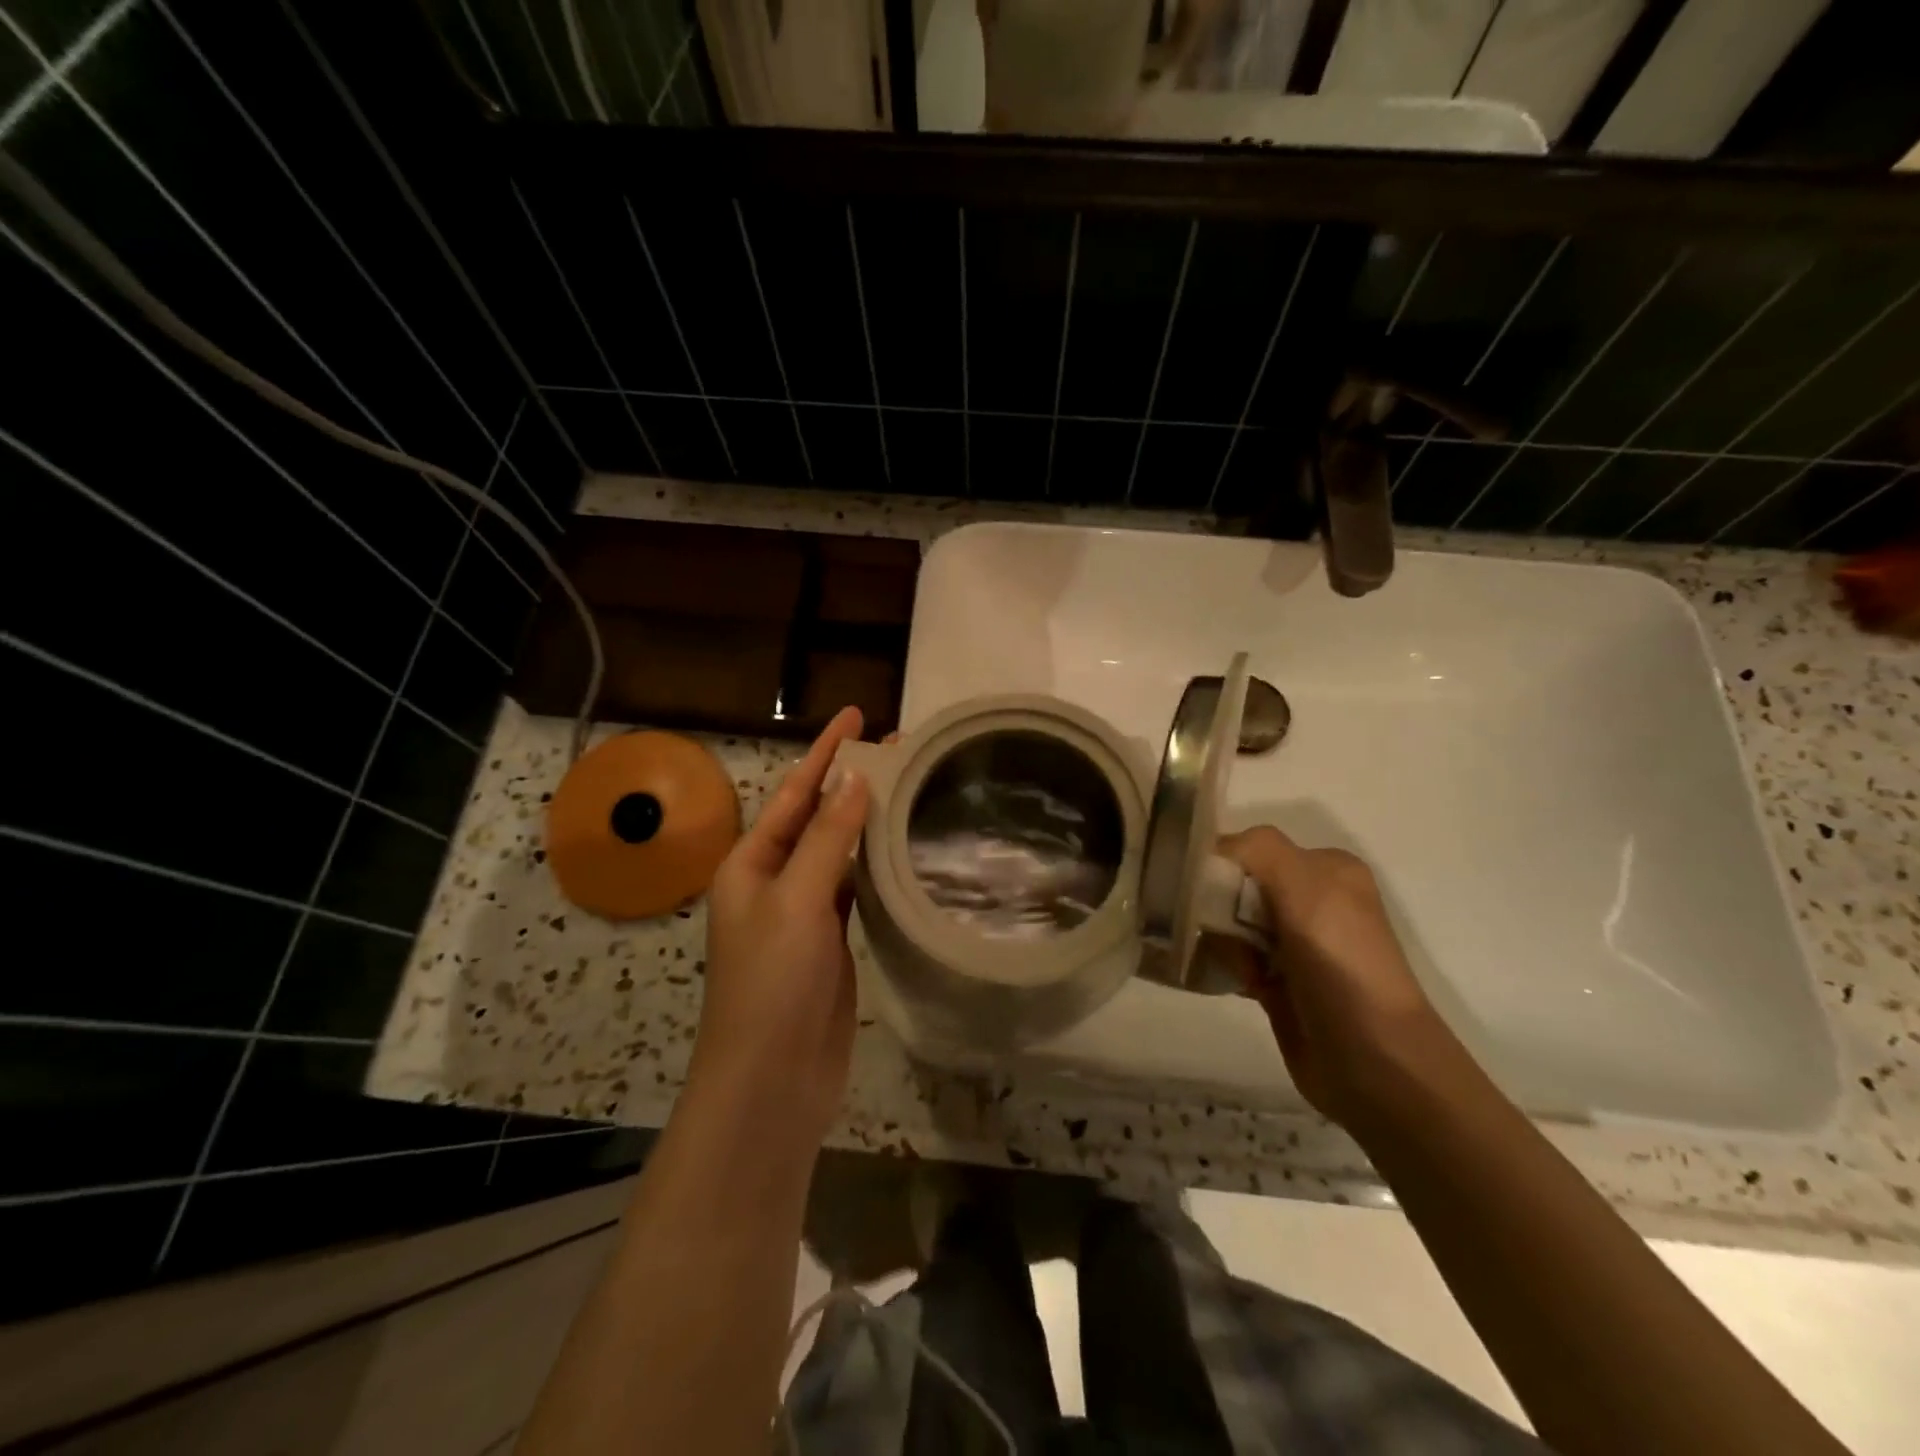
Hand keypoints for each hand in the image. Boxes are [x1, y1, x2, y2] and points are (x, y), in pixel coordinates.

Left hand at [689, 707, 870, 1152]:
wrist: (771, 1082)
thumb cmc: (772, 984)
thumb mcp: (795, 902)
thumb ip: (826, 839)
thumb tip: (854, 779)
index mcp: (751, 864)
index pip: (795, 793)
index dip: (825, 751)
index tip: (857, 714)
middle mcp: (774, 881)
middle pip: (817, 818)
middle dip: (851, 781)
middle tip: (898, 747)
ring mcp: (804, 914)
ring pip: (839, 852)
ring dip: (866, 821)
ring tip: (907, 786)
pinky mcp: (831, 942)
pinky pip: (854, 889)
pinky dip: (875, 865)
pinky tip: (902, 848)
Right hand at [1217, 826, 1461, 1127]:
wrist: (1372, 1060)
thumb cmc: (1340, 962)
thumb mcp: (1305, 885)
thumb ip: (1258, 848)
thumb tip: (1211, 849)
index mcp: (1326, 869)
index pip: (1253, 848)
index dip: (1222, 864)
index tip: (1199, 888)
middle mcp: (1313, 900)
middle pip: (1238, 885)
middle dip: (1218, 905)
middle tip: (1216, 931)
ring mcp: (1296, 944)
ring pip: (1230, 923)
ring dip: (1219, 939)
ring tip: (1234, 965)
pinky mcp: (1280, 982)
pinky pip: (1234, 958)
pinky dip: (1224, 965)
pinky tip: (1231, 979)